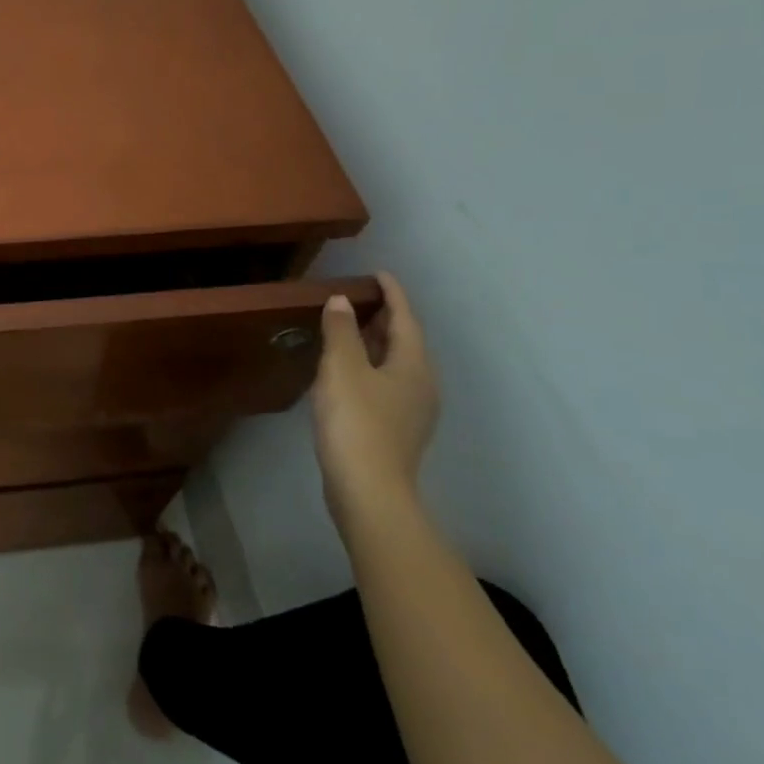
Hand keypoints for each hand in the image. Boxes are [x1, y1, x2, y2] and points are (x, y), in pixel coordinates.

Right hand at [312, 272, 438, 523]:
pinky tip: (349, 370)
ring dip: (376, 342)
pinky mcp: (397, 429)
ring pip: (397, 363)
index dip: (392, 293)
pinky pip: (387, 382)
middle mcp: (422, 383)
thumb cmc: (356, 422)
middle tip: (359, 298)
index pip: (405, 318)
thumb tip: (342, 301)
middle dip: (385, 317)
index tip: (378, 273)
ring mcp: (413, 410)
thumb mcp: (342, 368)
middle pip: (405, 340)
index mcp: (413, 364)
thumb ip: (341, 331)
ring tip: (350, 328)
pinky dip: (371, 365)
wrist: (369, 490)